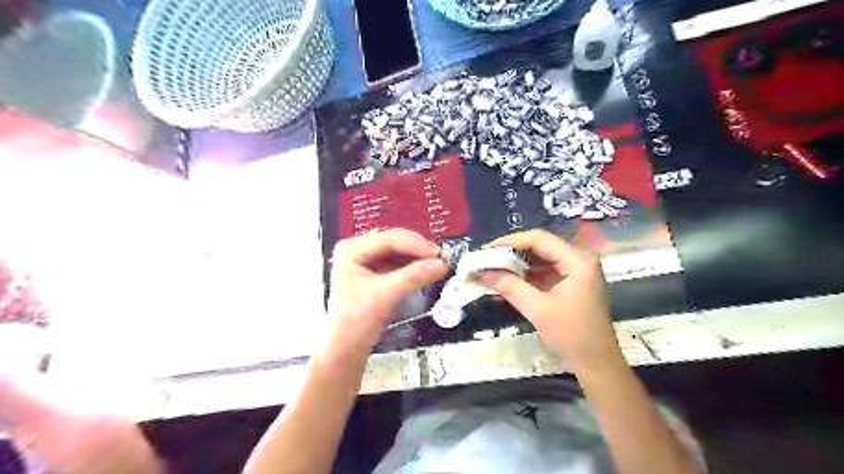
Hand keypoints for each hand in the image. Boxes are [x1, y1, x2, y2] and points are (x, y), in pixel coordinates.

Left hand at [326, 230, 451, 359]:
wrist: (346, 348)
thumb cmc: (355, 321)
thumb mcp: (385, 295)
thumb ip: (414, 277)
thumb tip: (441, 264)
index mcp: (352, 250)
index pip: (389, 240)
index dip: (416, 245)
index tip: (437, 255)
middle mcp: (358, 250)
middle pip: (395, 242)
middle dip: (418, 250)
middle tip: (440, 259)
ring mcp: (368, 261)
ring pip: (400, 252)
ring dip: (418, 258)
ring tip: (437, 265)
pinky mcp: (377, 272)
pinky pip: (400, 263)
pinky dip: (414, 267)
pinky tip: (427, 271)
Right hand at [477, 229, 620, 368]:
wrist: (595, 362)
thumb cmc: (571, 334)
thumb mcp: (537, 309)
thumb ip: (508, 286)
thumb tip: (478, 272)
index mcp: (577, 260)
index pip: (538, 239)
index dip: (509, 242)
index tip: (484, 251)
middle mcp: (577, 258)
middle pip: (538, 246)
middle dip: (509, 252)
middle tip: (483, 260)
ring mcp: (574, 270)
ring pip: (538, 258)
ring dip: (514, 263)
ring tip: (489, 268)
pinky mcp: (568, 282)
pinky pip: (542, 271)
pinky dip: (523, 274)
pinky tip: (504, 279)